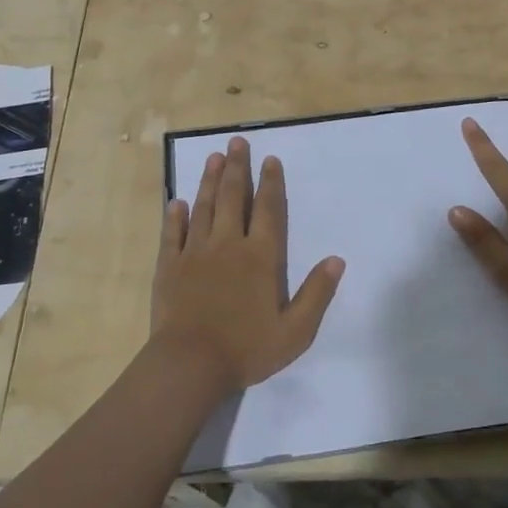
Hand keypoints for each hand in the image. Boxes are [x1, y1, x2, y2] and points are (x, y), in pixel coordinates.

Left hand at [152, 136, 345, 392]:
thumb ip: (317, 294)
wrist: (190, 365)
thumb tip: (337, 260)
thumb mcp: (295, 331)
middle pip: (232, 197)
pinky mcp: (169, 266)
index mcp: (261, 256)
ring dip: (208, 181)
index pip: (268, 210)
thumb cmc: (247, 349)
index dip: (270, 183)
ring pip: (203, 207)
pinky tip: (177, 202)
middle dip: (236, 168)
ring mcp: (195, 253)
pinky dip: (175, 216)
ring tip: (212, 157)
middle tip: (236, 142)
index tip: (269, 160)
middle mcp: (228, 245)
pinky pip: (173, 234)